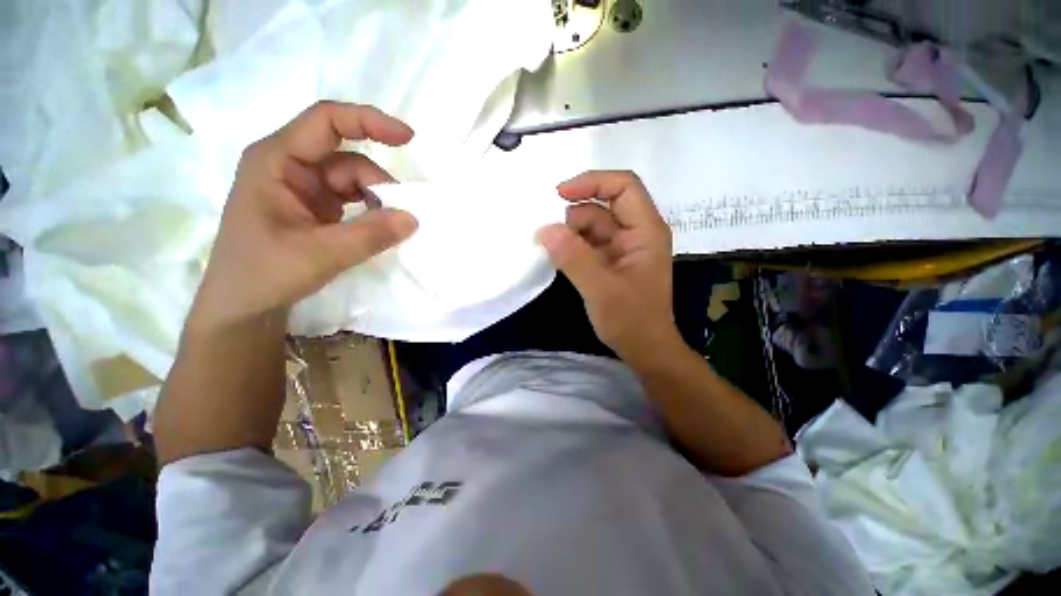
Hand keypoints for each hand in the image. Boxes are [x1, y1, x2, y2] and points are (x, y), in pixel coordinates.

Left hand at [189, 101, 417, 330]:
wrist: (243, 306)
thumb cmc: (264, 274)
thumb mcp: (321, 254)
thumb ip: (370, 235)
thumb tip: (413, 218)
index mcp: (276, 161)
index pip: (325, 122)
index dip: (368, 121)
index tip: (408, 138)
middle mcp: (289, 166)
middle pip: (346, 158)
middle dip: (378, 183)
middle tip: (403, 213)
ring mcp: (303, 188)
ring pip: (353, 181)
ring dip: (378, 200)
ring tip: (391, 228)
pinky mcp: (314, 208)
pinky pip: (352, 199)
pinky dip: (371, 211)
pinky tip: (380, 228)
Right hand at [537, 171, 680, 364]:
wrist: (644, 349)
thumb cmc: (631, 320)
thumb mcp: (601, 289)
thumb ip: (573, 258)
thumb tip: (544, 229)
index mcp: (646, 231)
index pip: (623, 187)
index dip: (593, 182)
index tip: (560, 194)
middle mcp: (635, 233)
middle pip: (602, 206)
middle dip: (575, 219)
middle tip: (553, 240)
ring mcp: (622, 247)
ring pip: (591, 226)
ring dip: (570, 235)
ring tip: (556, 255)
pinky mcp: (609, 261)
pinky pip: (587, 243)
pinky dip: (571, 247)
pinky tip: (560, 259)